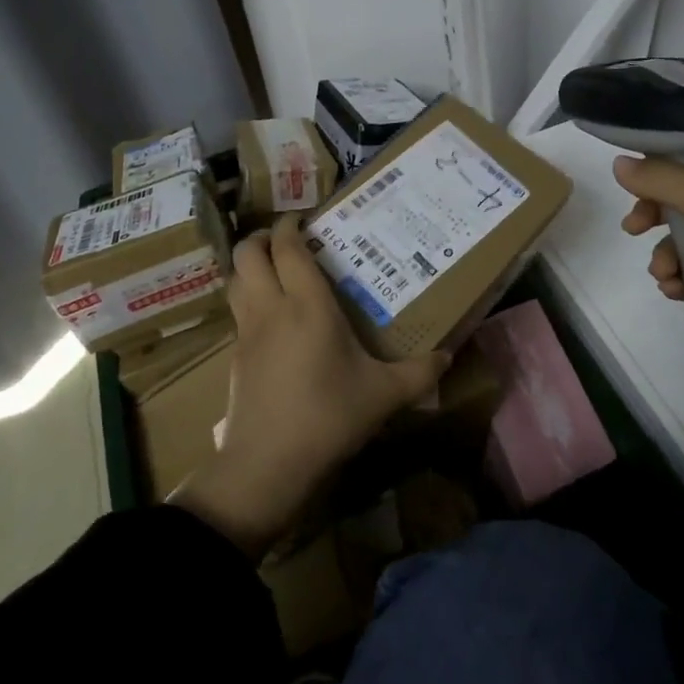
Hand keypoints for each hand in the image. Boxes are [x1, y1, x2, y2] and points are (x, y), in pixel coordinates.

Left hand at [171, 216, 447, 557]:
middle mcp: (271, 308)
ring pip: (235, 281)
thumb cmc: (328, 416)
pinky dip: (247, 301)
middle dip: (261, 239)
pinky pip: (237, 314)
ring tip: (273, 272)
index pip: (286, 248)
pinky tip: (271, 322)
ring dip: (249, 267)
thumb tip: (449, 356)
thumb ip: (420, 373)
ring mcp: (247, 334)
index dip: (288, 226)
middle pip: (247, 255)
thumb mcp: (384, 395)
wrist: (266, 465)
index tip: (302, 218)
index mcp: (307, 305)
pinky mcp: (234, 359)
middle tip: (285, 241)